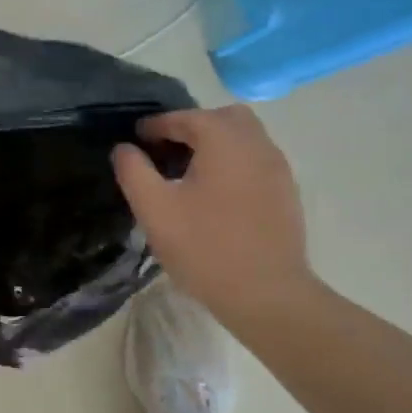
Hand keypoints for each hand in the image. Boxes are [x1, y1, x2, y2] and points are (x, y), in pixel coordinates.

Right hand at [112, 105, 315, 332]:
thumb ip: (134, 172)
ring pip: (245, 137)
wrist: (268, 294)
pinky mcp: (287, 191)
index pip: (184, 118)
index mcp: (223, 139)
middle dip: (193, 126)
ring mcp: (277, 167)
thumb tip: (124, 148)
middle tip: (168, 151)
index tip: (137, 139)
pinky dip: (236, 162)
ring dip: (217, 143)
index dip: (156, 126)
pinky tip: (218, 193)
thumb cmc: (206, 248)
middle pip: (222, 118)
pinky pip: (257, 160)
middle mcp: (256, 143)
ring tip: (191, 172)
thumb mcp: (156, 210)